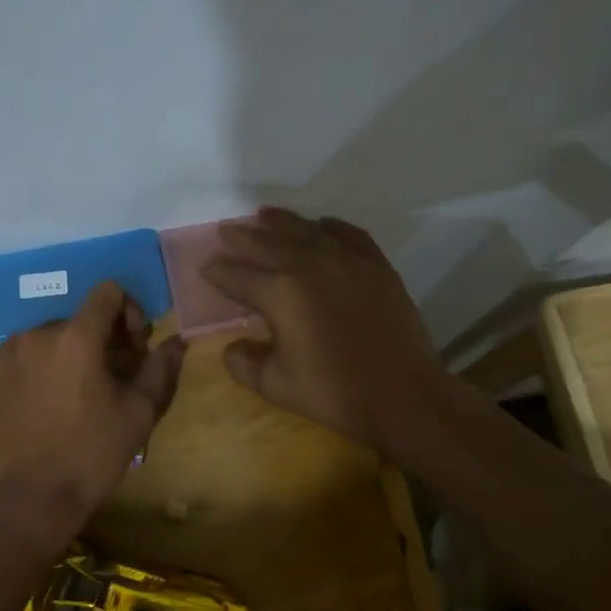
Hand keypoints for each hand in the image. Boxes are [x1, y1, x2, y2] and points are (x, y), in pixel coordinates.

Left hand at [0, 281, 186, 537]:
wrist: (33, 498)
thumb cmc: (94, 453)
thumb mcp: (140, 411)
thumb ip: (161, 367)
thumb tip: (176, 340)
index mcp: (77, 337)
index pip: (108, 292)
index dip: (128, 312)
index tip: (133, 347)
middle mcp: (38, 333)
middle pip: (81, 317)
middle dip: (103, 338)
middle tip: (113, 376)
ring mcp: (9, 352)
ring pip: (53, 335)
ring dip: (72, 352)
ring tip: (80, 392)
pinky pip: (26, 353)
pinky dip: (44, 365)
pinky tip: (50, 401)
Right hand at [202, 207, 449, 453]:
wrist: (403, 395)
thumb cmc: (334, 392)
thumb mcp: (275, 385)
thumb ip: (244, 363)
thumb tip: (233, 347)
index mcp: (280, 293)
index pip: (238, 276)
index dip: (218, 271)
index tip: (206, 267)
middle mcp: (309, 265)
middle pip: (266, 243)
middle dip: (241, 238)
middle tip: (226, 231)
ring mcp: (346, 260)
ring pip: (305, 230)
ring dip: (280, 222)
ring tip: (264, 215)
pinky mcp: (375, 265)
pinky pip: (348, 234)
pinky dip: (330, 227)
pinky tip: (321, 225)